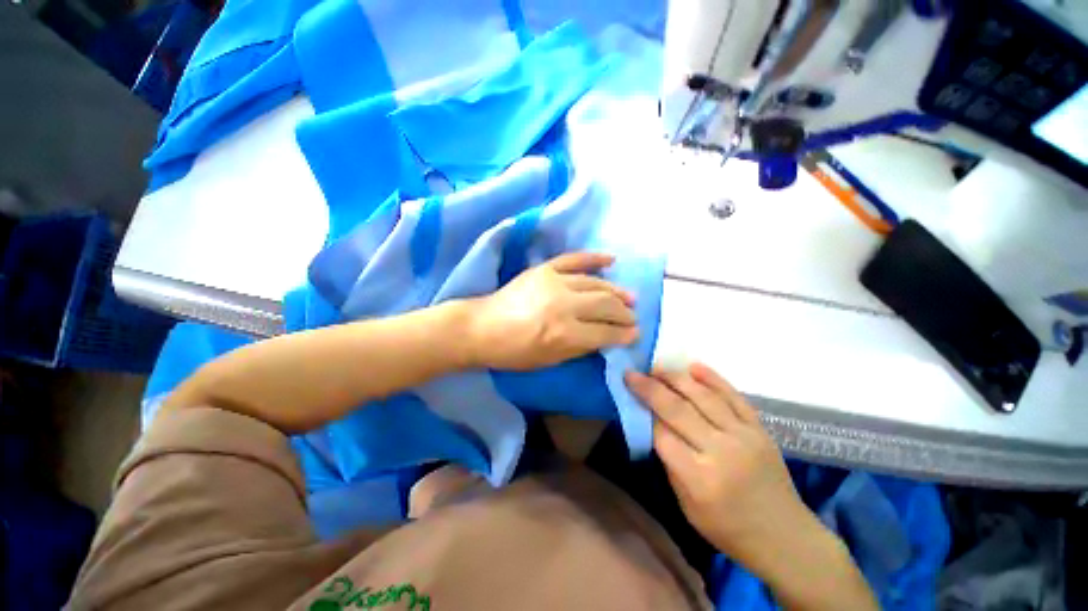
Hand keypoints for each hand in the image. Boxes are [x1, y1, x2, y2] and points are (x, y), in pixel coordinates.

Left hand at [469, 252, 638, 370]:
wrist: (482, 327)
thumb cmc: (514, 352)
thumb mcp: (550, 360)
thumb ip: (581, 348)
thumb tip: (606, 337)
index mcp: (565, 334)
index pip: (606, 332)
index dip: (624, 334)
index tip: (634, 334)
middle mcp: (565, 305)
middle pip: (606, 305)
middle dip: (625, 313)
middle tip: (633, 317)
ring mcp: (555, 282)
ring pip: (596, 283)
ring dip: (616, 290)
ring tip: (629, 297)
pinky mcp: (545, 269)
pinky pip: (575, 259)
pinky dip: (594, 258)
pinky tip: (611, 260)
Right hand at [624, 364, 813, 565]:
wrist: (785, 537)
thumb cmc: (728, 529)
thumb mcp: (687, 505)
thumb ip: (670, 462)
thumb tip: (652, 423)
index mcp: (701, 478)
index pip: (662, 434)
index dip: (643, 412)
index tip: (629, 395)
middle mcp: (722, 451)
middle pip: (678, 409)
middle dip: (651, 388)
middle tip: (633, 374)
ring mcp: (744, 436)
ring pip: (703, 396)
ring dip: (676, 377)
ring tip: (656, 367)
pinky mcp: (760, 428)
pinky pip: (733, 396)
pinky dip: (713, 378)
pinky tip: (693, 366)